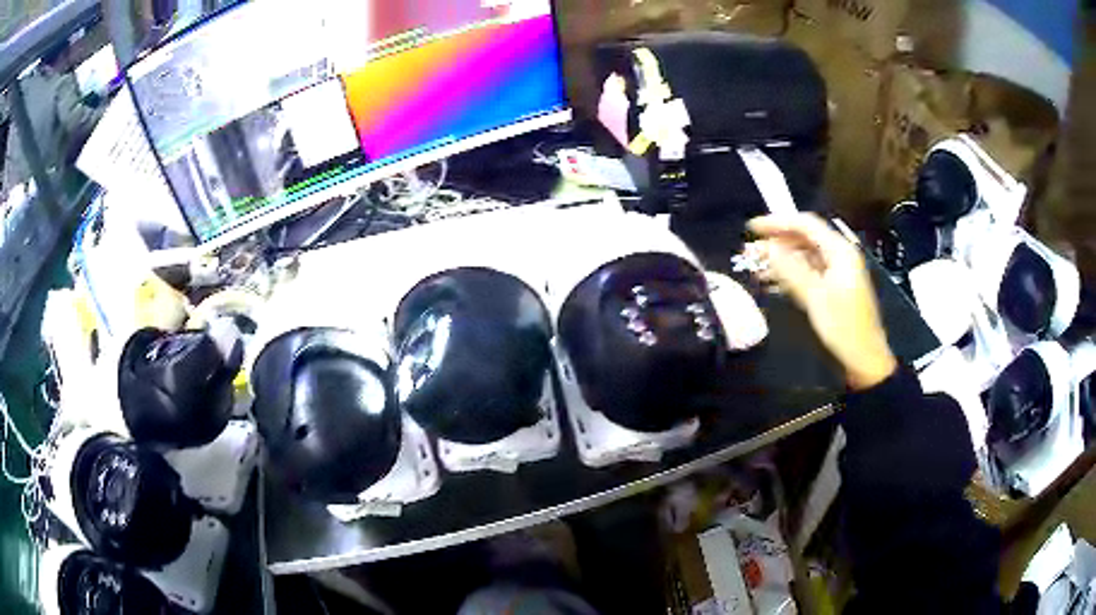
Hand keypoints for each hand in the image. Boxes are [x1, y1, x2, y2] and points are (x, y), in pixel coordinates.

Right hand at [748, 214, 896, 390]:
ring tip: (756, 266)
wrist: (865, 358)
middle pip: (805, 238)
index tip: (753, 228)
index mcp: (840, 251)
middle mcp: (840, 256)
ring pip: (804, 256)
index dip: (778, 222)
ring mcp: (837, 272)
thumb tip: (768, 248)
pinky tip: (772, 281)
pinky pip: (809, 272)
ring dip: (781, 259)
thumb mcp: (815, 297)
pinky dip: (790, 274)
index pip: (806, 224)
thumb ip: (791, 269)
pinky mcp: (834, 287)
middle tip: (750, 250)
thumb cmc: (844, 327)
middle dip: (777, 241)